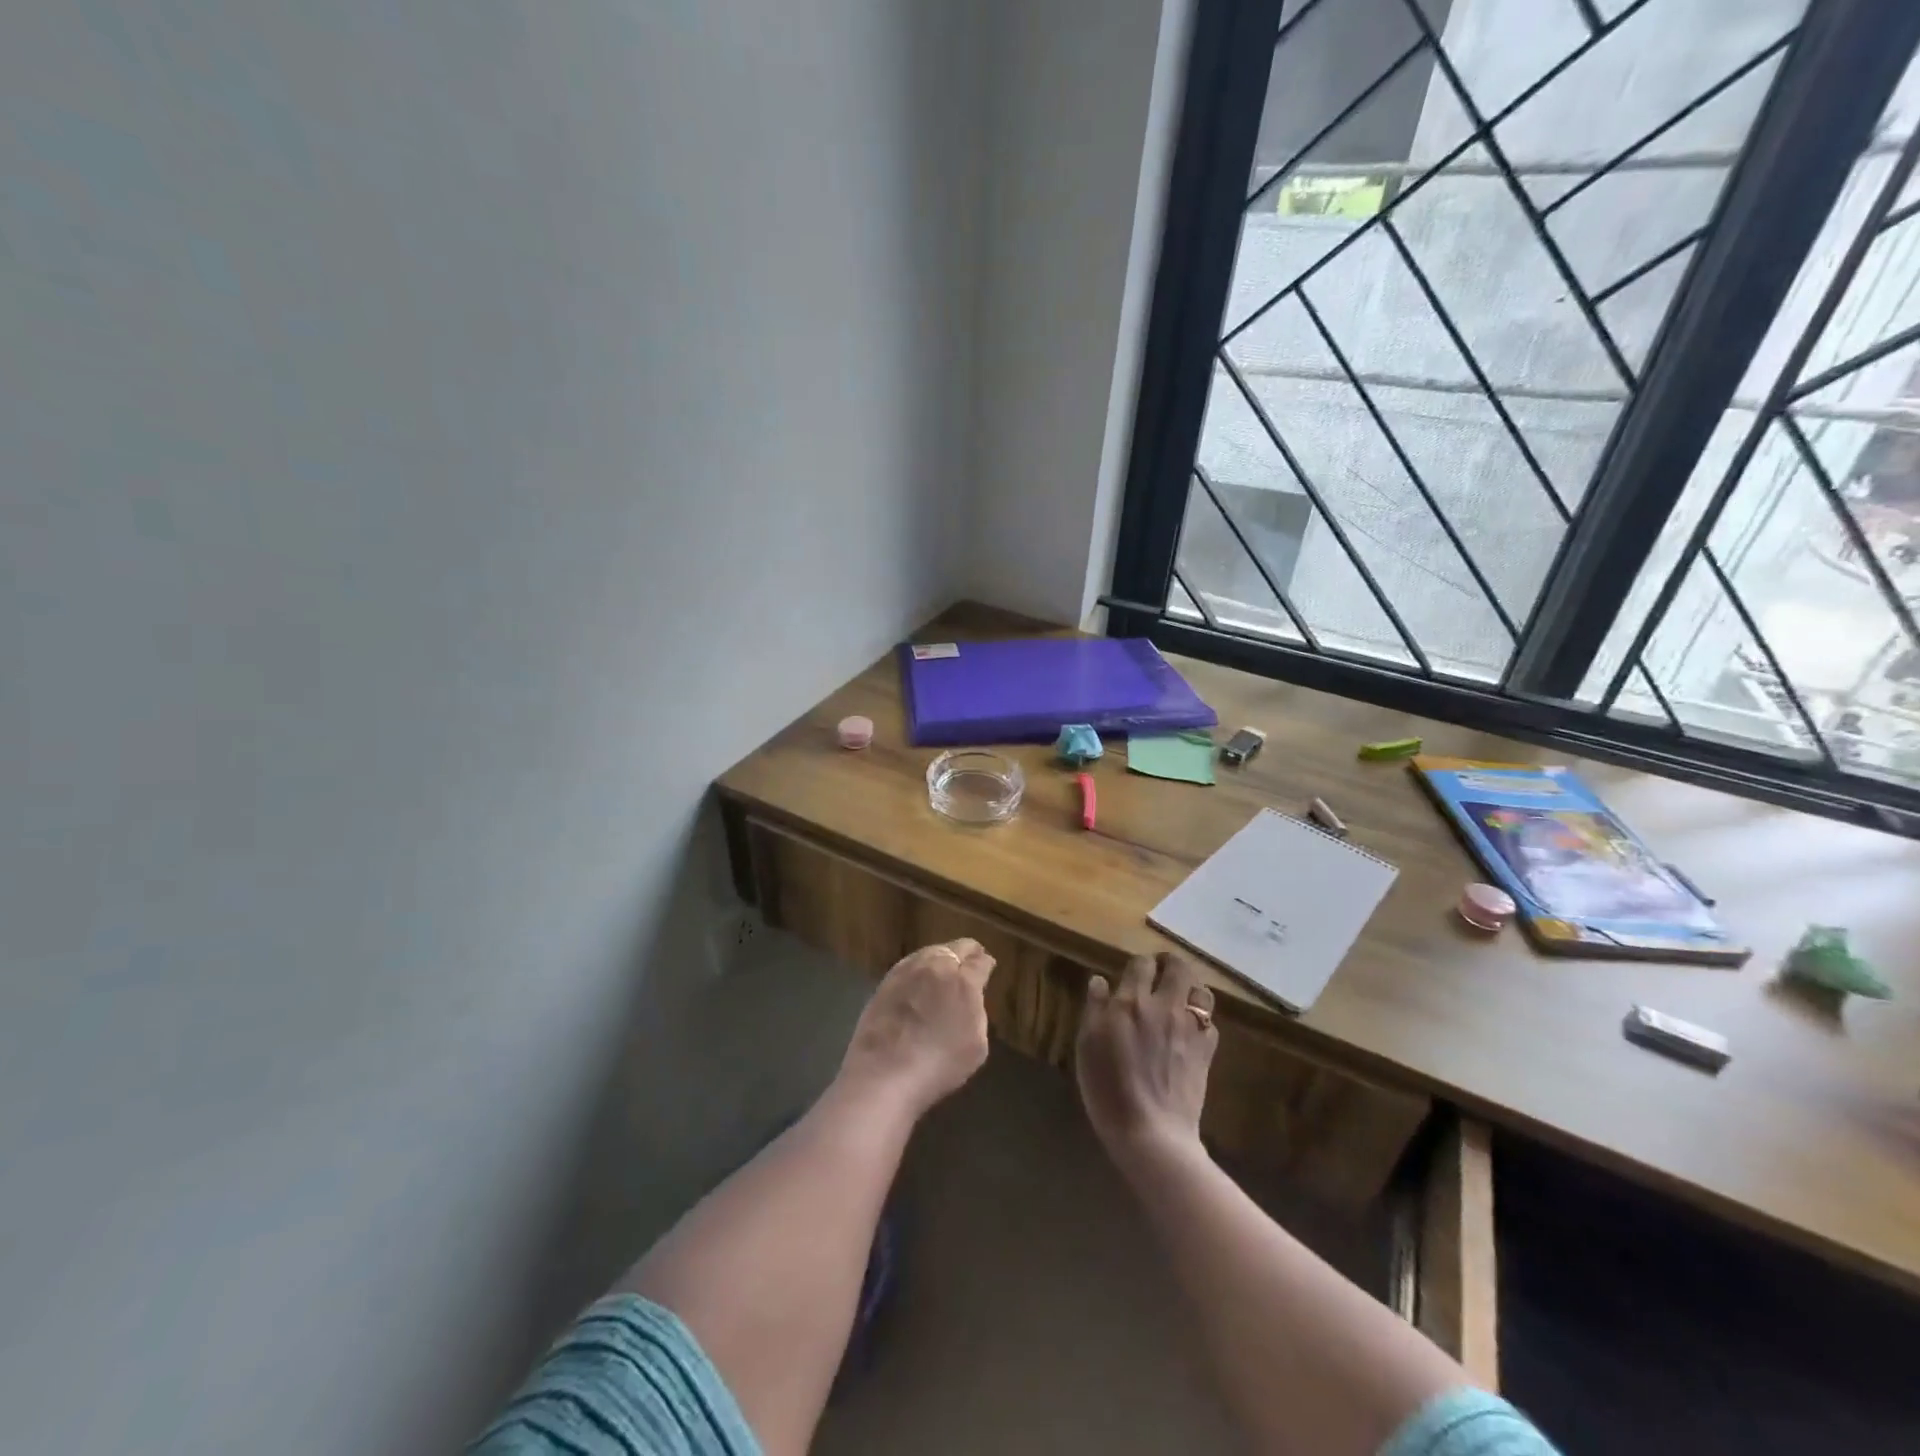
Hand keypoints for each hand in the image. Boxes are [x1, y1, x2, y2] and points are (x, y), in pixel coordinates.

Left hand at [838, 939, 994, 1117]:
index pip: (980, 962)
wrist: (884, 1075)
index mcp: (963, 981)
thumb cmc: (939, 1065)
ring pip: (930, 951)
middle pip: (956, 948)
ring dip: (942, 956)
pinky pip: (909, 964)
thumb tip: (972, 997)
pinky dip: (920, 966)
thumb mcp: (977, 1045)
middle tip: (971, 961)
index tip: (988, 966)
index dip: (986, 963)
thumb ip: (977, 1012)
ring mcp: (907, 971)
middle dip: (967, 953)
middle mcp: (936, 966)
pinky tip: (919, 977)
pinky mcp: (885, 981)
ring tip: (945, 967)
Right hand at [1076, 952, 1216, 1161]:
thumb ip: (1094, 1008)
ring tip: (1180, 997)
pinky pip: (1210, 1023)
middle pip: (1179, 969)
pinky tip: (1190, 1030)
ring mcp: (1190, 1029)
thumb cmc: (1108, 1088)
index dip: (1140, 963)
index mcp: (1132, 1002)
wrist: (1151, 1132)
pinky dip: (1201, 1019)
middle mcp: (1164, 1007)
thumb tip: (1099, 980)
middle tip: (1161, 971)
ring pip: (1202, 992)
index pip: (1142, 964)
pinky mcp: (1206, 1052)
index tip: (1135, 971)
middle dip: (1171, 964)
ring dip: (1192, 988)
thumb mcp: (1087, 1045)